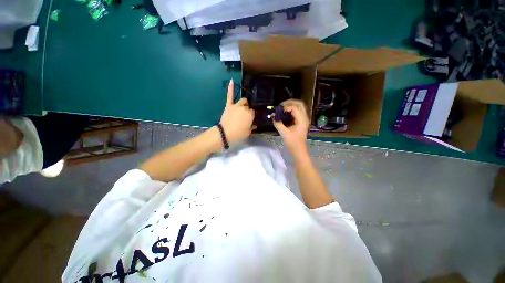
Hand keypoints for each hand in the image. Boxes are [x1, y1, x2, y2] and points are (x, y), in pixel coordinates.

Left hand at [219, 80, 254, 143]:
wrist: (225, 133)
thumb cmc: (238, 134)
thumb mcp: (248, 132)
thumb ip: (252, 127)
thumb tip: (254, 125)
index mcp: (250, 114)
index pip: (253, 112)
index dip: (252, 116)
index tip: (250, 120)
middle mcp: (244, 108)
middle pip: (248, 106)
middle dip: (248, 110)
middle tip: (245, 116)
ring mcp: (236, 106)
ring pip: (242, 100)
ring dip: (244, 103)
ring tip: (242, 106)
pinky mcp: (229, 105)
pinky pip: (230, 95)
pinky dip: (231, 88)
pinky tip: (232, 81)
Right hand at [273, 99, 309, 155]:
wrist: (298, 151)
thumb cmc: (293, 143)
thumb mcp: (284, 133)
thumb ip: (278, 123)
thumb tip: (272, 116)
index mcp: (302, 120)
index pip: (295, 108)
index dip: (286, 107)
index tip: (278, 110)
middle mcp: (304, 118)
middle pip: (299, 104)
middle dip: (290, 103)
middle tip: (280, 106)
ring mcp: (303, 120)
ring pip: (299, 107)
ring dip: (291, 106)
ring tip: (282, 108)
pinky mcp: (301, 122)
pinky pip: (297, 112)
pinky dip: (291, 110)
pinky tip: (285, 113)